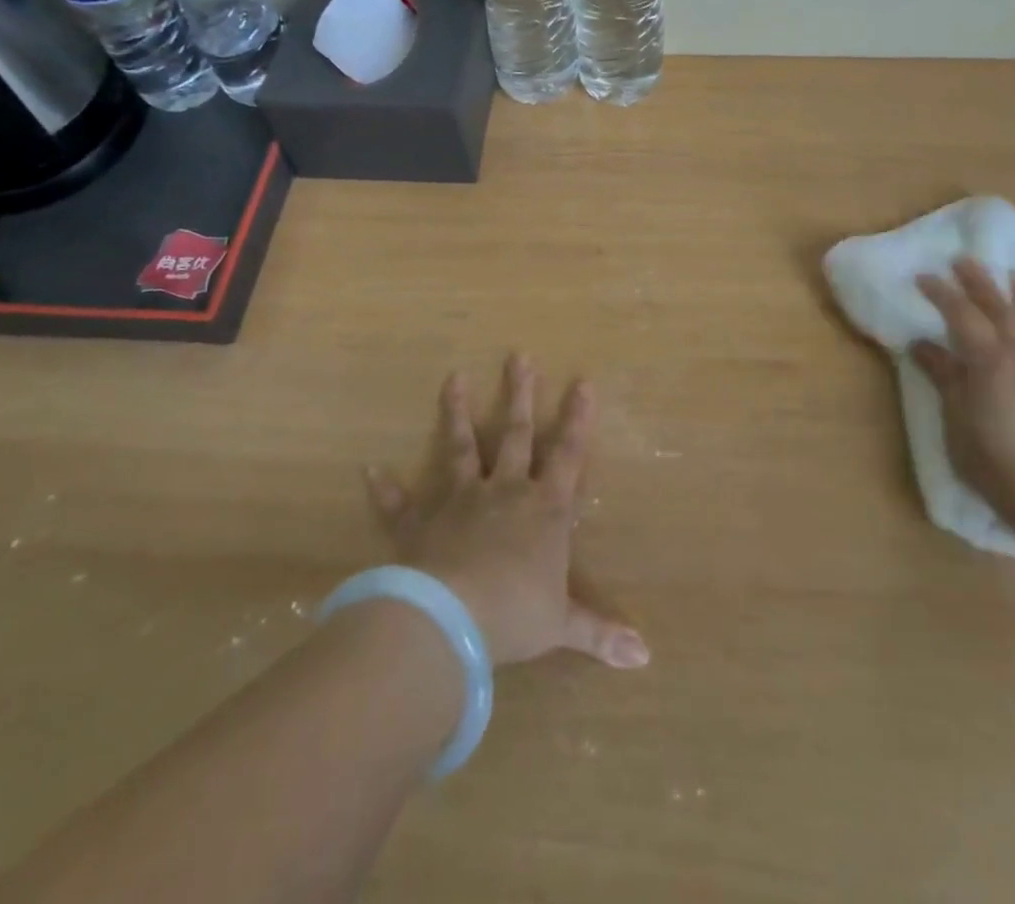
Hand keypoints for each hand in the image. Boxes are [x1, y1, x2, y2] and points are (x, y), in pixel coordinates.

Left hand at [364, 355, 649, 669]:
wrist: (450, 619)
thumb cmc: (515, 614)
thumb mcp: (562, 624)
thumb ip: (601, 633)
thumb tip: (646, 657)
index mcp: (544, 509)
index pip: (568, 455)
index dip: (578, 419)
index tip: (582, 380)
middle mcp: (504, 492)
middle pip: (515, 434)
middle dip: (519, 395)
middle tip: (518, 356)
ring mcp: (459, 501)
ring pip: (460, 448)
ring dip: (457, 413)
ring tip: (453, 378)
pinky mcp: (420, 522)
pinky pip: (399, 503)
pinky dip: (385, 488)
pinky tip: (369, 469)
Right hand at [911, 257, 1014, 541]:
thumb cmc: (1000, 465)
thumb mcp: (959, 423)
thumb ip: (945, 378)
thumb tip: (922, 344)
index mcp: (988, 360)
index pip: (960, 314)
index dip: (941, 293)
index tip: (923, 276)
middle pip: (998, 307)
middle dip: (978, 281)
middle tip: (963, 260)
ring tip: (1013, 275)